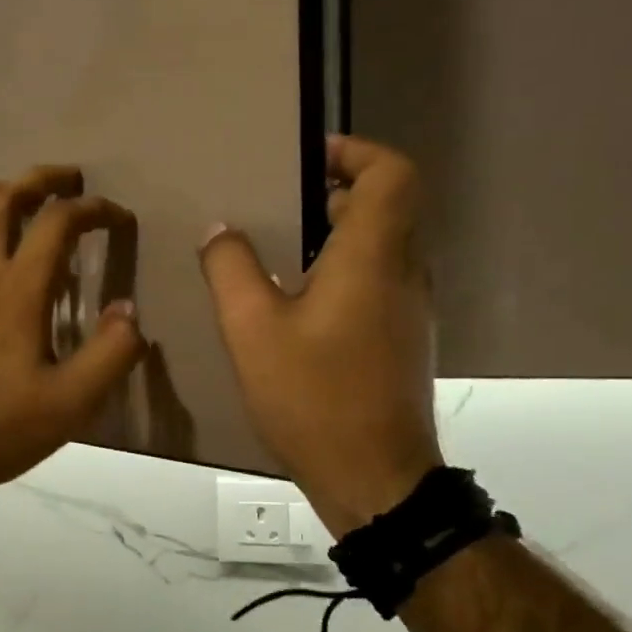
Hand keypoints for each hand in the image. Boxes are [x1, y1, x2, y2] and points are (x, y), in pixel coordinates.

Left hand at [0, 166, 146, 511]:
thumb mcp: (67, 406)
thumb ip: (108, 355)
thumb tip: (129, 311)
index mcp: (16, 291)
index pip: (56, 221)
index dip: (93, 208)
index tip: (118, 216)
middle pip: (2, 197)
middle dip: (40, 178)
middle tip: (70, 180)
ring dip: (2, 198)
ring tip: (29, 207)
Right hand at [200, 135, 442, 538]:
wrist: (375, 479)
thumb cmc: (313, 396)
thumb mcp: (252, 329)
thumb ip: (232, 269)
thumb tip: (221, 230)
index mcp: (373, 257)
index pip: (392, 174)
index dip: (356, 153)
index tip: (308, 158)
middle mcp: (404, 273)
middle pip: (389, 206)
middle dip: (336, 191)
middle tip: (279, 201)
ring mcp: (410, 309)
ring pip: (384, 245)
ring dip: (338, 232)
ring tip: (280, 246)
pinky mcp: (403, 339)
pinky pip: (379, 280)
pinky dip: (344, 268)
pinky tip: (297, 301)